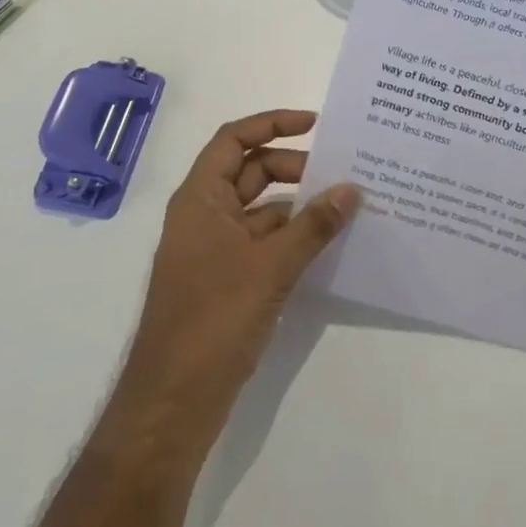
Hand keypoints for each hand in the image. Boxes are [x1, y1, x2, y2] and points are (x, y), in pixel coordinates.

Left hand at [113, 110, 358, 450]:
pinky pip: (264, 243)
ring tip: (346, 205)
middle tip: (341, 172)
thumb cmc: (213, 320)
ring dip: (298, 205)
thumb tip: (353, 190)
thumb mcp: (270, 267)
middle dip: (295, 167)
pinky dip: (293, 237)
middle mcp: (204, 215)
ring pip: (261, 210)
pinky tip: (328, 244)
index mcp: (200, 198)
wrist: (173, 402)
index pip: (234, 139)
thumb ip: (313, 226)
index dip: (272, 124)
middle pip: (250, 172)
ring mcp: (215, 250)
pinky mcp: (227, 281)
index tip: (315, 124)